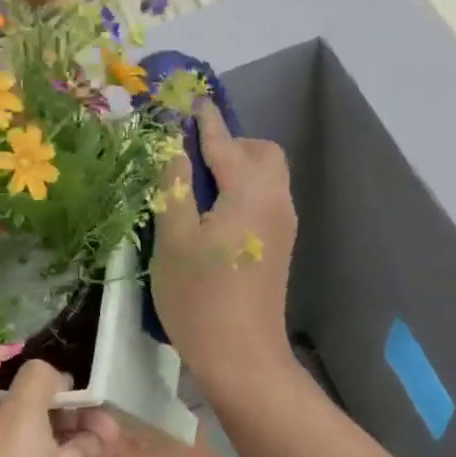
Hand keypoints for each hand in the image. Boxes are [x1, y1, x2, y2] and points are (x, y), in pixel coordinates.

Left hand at [0, 361, 118, 456]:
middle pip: (60, 420)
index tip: (92, 399)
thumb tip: (51, 374)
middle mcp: (2, 443)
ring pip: (72, 455)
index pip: (35, 388)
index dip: (66, 392)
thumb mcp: (20, 416)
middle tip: (104, 436)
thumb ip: (39, 381)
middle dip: (82, 431)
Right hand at [151, 100, 298, 397]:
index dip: (202, 119)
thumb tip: (173, 146)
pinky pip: (262, 201)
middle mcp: (275, 200)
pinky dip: (240, 193)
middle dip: (228, 144)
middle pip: (260, 153)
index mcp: (250, 191)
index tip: (185, 99)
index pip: (224, 140)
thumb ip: (174, 186)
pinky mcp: (278, 248)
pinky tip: (211, 218)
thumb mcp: (174, 239)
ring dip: (234, 169)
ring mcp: (282, 226)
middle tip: (188, 160)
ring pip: (264, 177)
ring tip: (194, 190)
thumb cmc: (200, 298)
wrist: (242, 358)